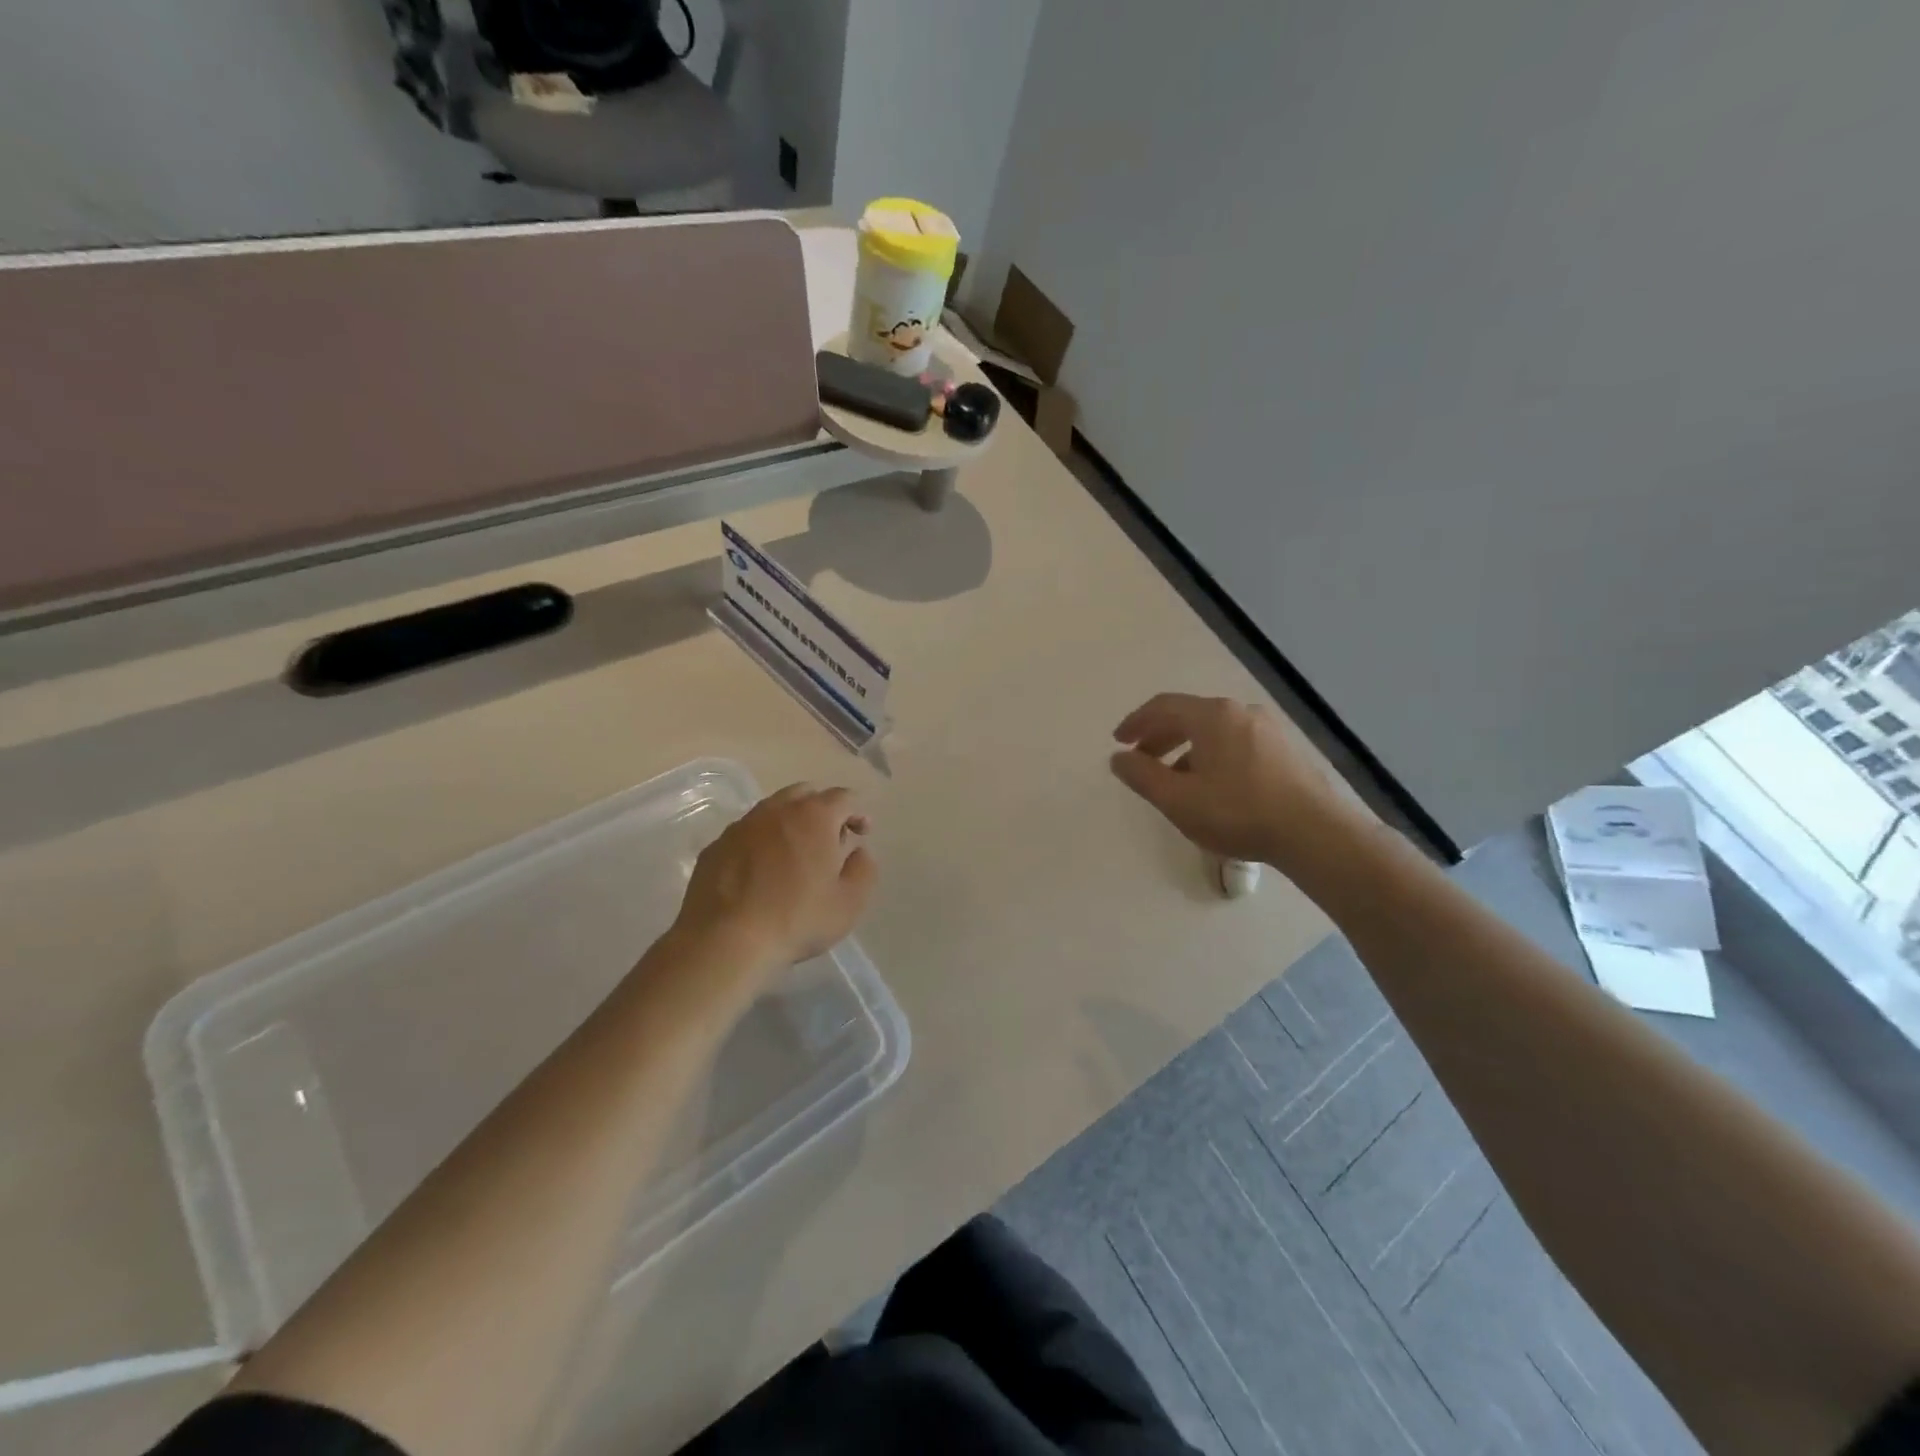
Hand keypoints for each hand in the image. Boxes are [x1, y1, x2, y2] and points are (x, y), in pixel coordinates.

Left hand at [673, 784, 877, 970]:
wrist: (725, 941)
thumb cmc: (797, 919)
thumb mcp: (850, 902)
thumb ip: (863, 869)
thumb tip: (859, 851)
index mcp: (814, 816)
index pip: (843, 797)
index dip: (857, 812)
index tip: (861, 833)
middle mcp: (776, 810)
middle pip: (805, 794)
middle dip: (822, 810)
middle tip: (829, 840)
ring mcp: (741, 826)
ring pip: (772, 810)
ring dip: (789, 823)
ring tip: (794, 855)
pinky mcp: (716, 846)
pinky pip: (746, 833)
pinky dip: (761, 842)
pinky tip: (760, 872)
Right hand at [1110, 693, 1355, 873]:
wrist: (1314, 832)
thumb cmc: (1237, 812)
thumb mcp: (1177, 799)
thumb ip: (1142, 776)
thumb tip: (1118, 758)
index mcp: (1212, 716)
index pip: (1163, 706)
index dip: (1136, 722)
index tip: (1119, 741)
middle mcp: (1240, 712)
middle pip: (1189, 715)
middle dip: (1159, 736)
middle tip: (1141, 759)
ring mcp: (1267, 730)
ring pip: (1214, 731)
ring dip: (1186, 749)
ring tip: (1174, 779)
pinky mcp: (1284, 751)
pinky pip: (1235, 743)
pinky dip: (1212, 756)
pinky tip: (1211, 786)